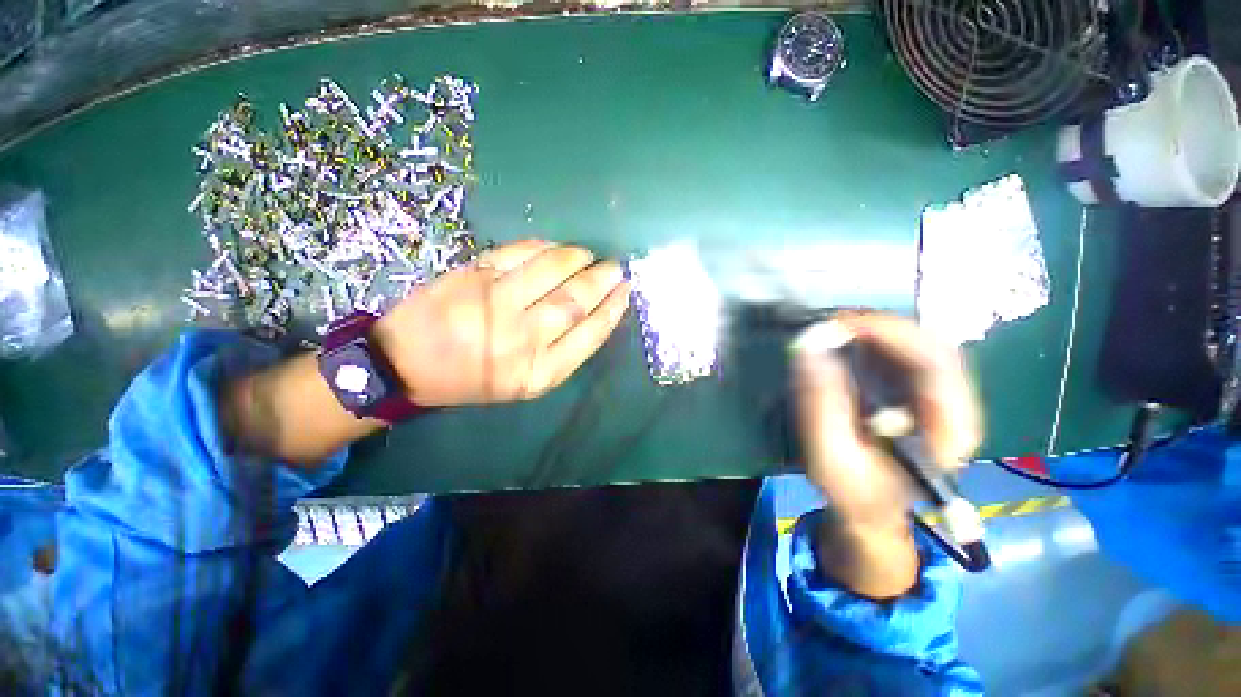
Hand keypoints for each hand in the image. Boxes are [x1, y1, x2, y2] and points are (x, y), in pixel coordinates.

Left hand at [372, 239, 630, 406]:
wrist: (407, 364)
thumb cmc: (475, 379)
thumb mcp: (526, 383)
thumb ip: (563, 352)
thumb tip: (595, 312)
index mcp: (540, 372)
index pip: (591, 333)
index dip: (614, 308)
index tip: (626, 290)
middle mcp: (524, 338)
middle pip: (576, 300)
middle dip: (603, 280)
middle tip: (616, 267)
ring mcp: (498, 303)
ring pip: (553, 270)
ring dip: (579, 258)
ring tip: (589, 256)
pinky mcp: (475, 275)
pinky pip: (521, 252)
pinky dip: (545, 247)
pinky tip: (556, 248)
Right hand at [792, 312, 981, 527]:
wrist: (872, 507)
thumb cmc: (853, 488)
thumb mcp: (829, 453)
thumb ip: (820, 402)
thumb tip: (810, 345)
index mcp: (949, 427)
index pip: (935, 361)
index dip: (890, 333)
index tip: (840, 325)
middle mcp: (957, 405)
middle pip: (932, 343)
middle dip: (880, 326)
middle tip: (832, 325)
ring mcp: (942, 395)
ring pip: (921, 343)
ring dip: (876, 331)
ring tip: (835, 332)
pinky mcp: (922, 391)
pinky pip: (906, 352)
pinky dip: (875, 340)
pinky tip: (847, 344)